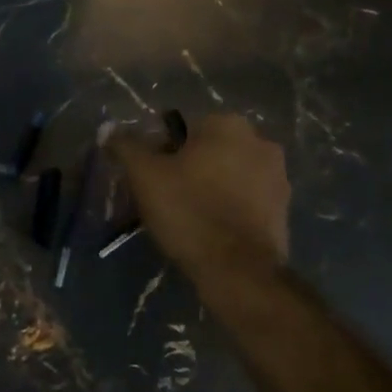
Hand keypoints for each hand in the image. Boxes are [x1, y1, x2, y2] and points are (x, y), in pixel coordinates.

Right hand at [106, 113, 288, 290]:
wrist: (238, 268)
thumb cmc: (189, 212)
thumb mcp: (145, 177)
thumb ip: (126, 147)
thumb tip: (107, 128)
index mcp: (227, 124)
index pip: (182, 128)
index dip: (160, 154)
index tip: (150, 182)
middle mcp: (260, 140)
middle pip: (209, 150)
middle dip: (189, 170)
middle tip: (166, 201)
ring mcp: (278, 174)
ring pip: (230, 175)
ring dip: (212, 188)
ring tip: (190, 219)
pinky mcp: (284, 207)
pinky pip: (247, 199)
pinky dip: (230, 209)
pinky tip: (213, 231)